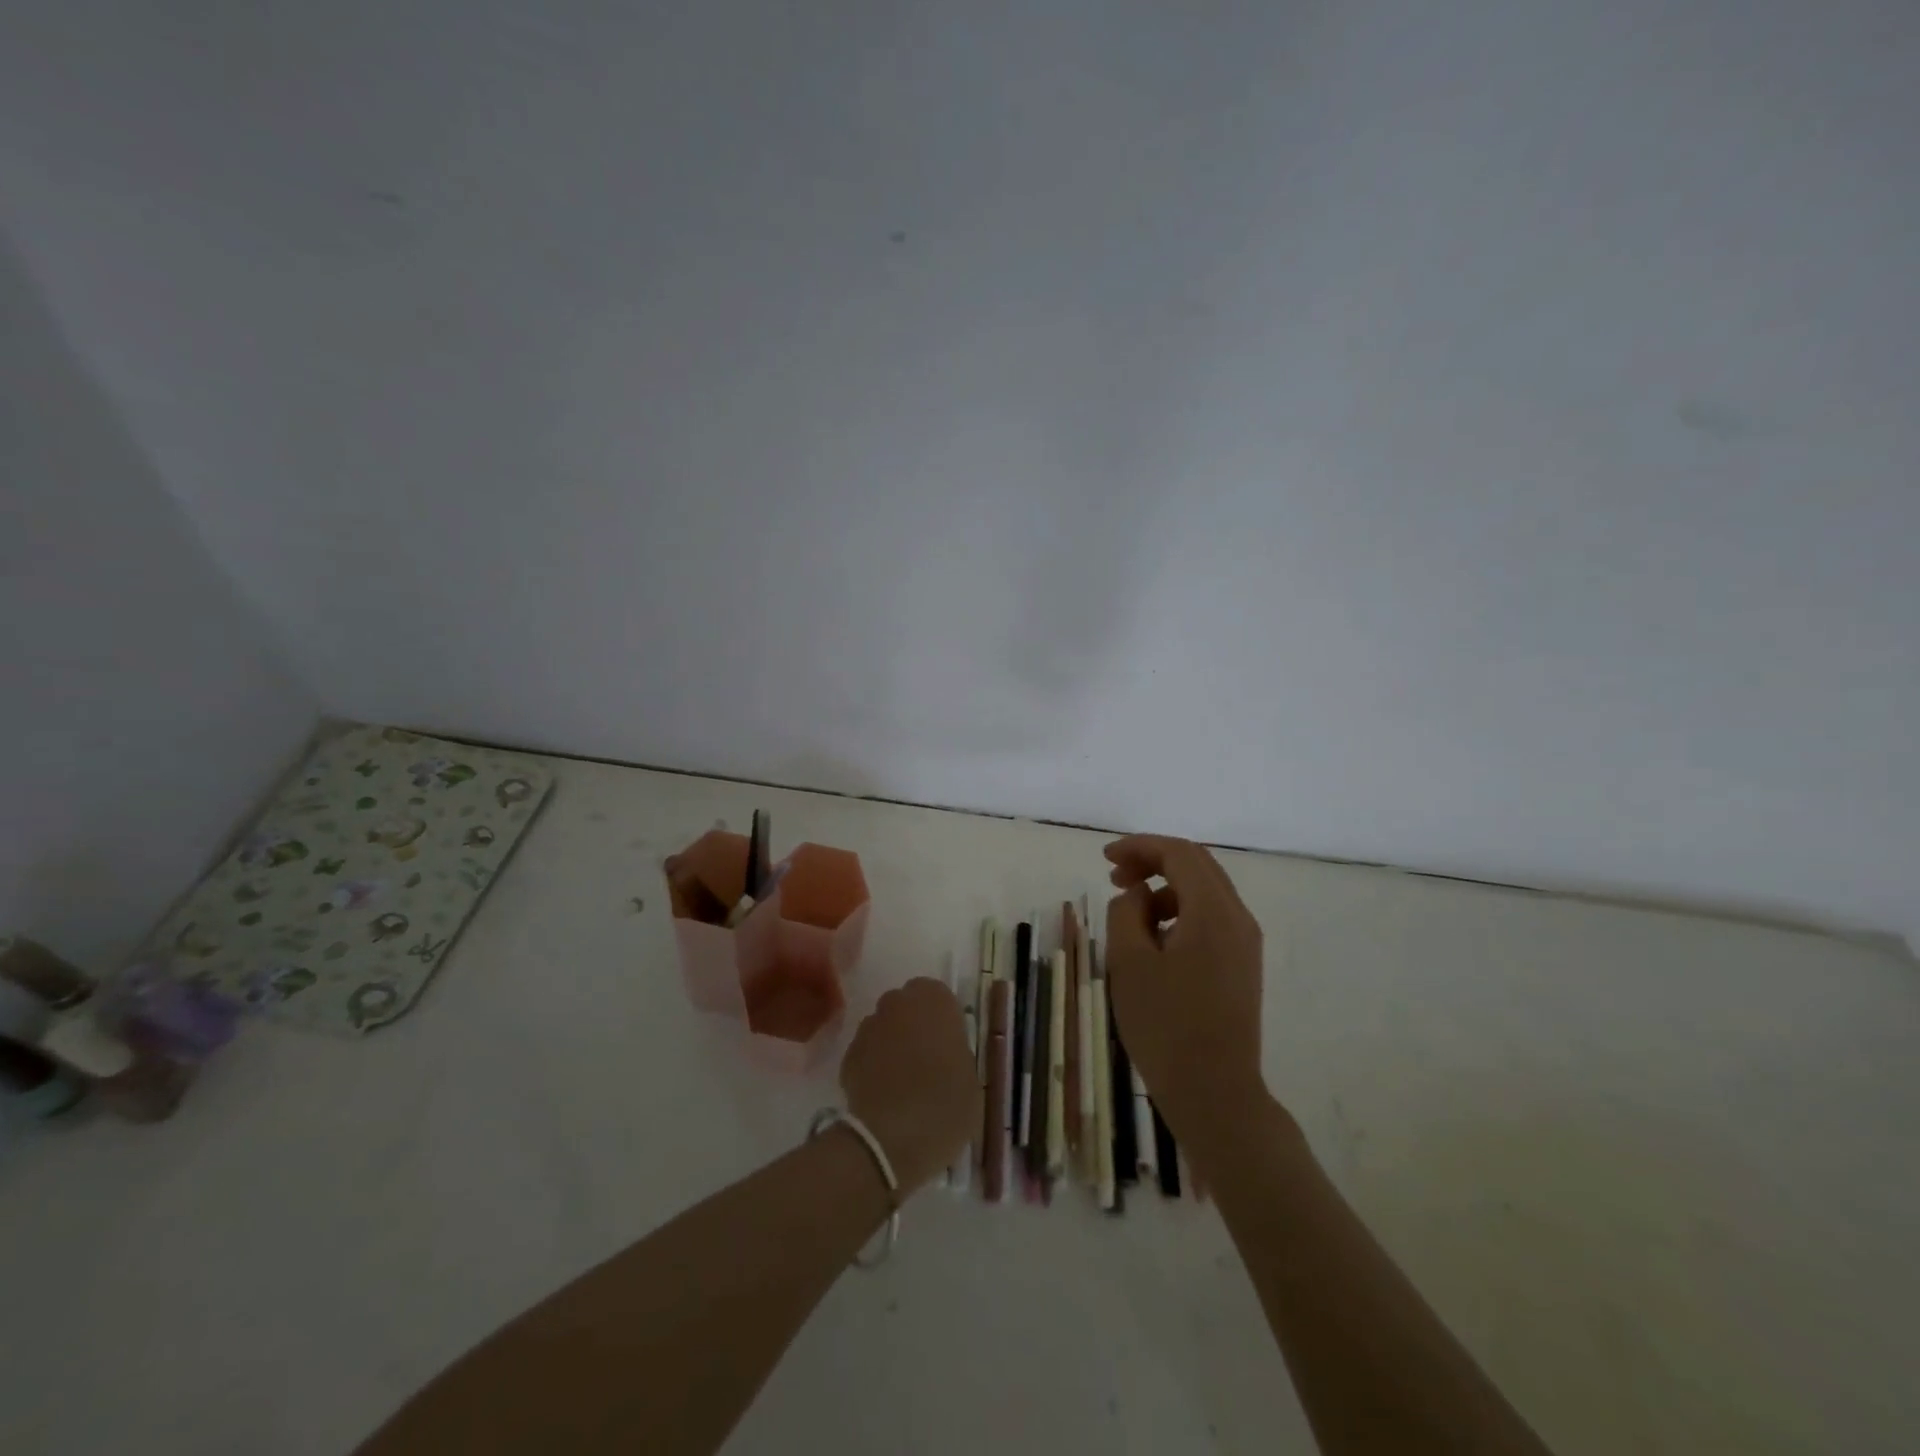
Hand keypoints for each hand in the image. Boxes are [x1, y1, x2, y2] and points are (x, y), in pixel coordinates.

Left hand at [840, 978, 980, 1196]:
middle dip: (914, 1026)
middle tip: (927, 1060)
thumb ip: (956, 1054)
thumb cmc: (944, 1105)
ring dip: (892, 1044)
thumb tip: (946, 1055)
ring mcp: (869, 1027)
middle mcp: (898, 1003)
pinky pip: (866, 1053)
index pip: (938, 996)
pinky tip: (883, 1095)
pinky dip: (873, 1066)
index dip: (942, 1020)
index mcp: (935, 1001)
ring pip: (884, 1027)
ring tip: (903, 1081)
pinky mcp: (848, 1055)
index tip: (948, 1045)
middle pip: (907, 1006)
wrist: (889, 1139)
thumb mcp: (971, 1080)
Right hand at [1104, 834, 1266, 1136]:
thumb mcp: (1129, 962)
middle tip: (1115, 876)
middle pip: (1197, 866)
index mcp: (1213, 912)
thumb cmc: (1165, 1026)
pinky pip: (1211, 918)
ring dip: (1166, 887)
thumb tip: (1138, 894)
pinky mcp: (1243, 965)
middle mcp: (1238, 919)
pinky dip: (1180, 912)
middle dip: (1153, 861)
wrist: (1215, 1093)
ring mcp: (1245, 943)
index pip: (1179, 854)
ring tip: (1130, 912)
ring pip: (1205, 892)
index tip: (1105, 858)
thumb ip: (1127, 912)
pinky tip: (1154, 939)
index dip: (1139, 847)